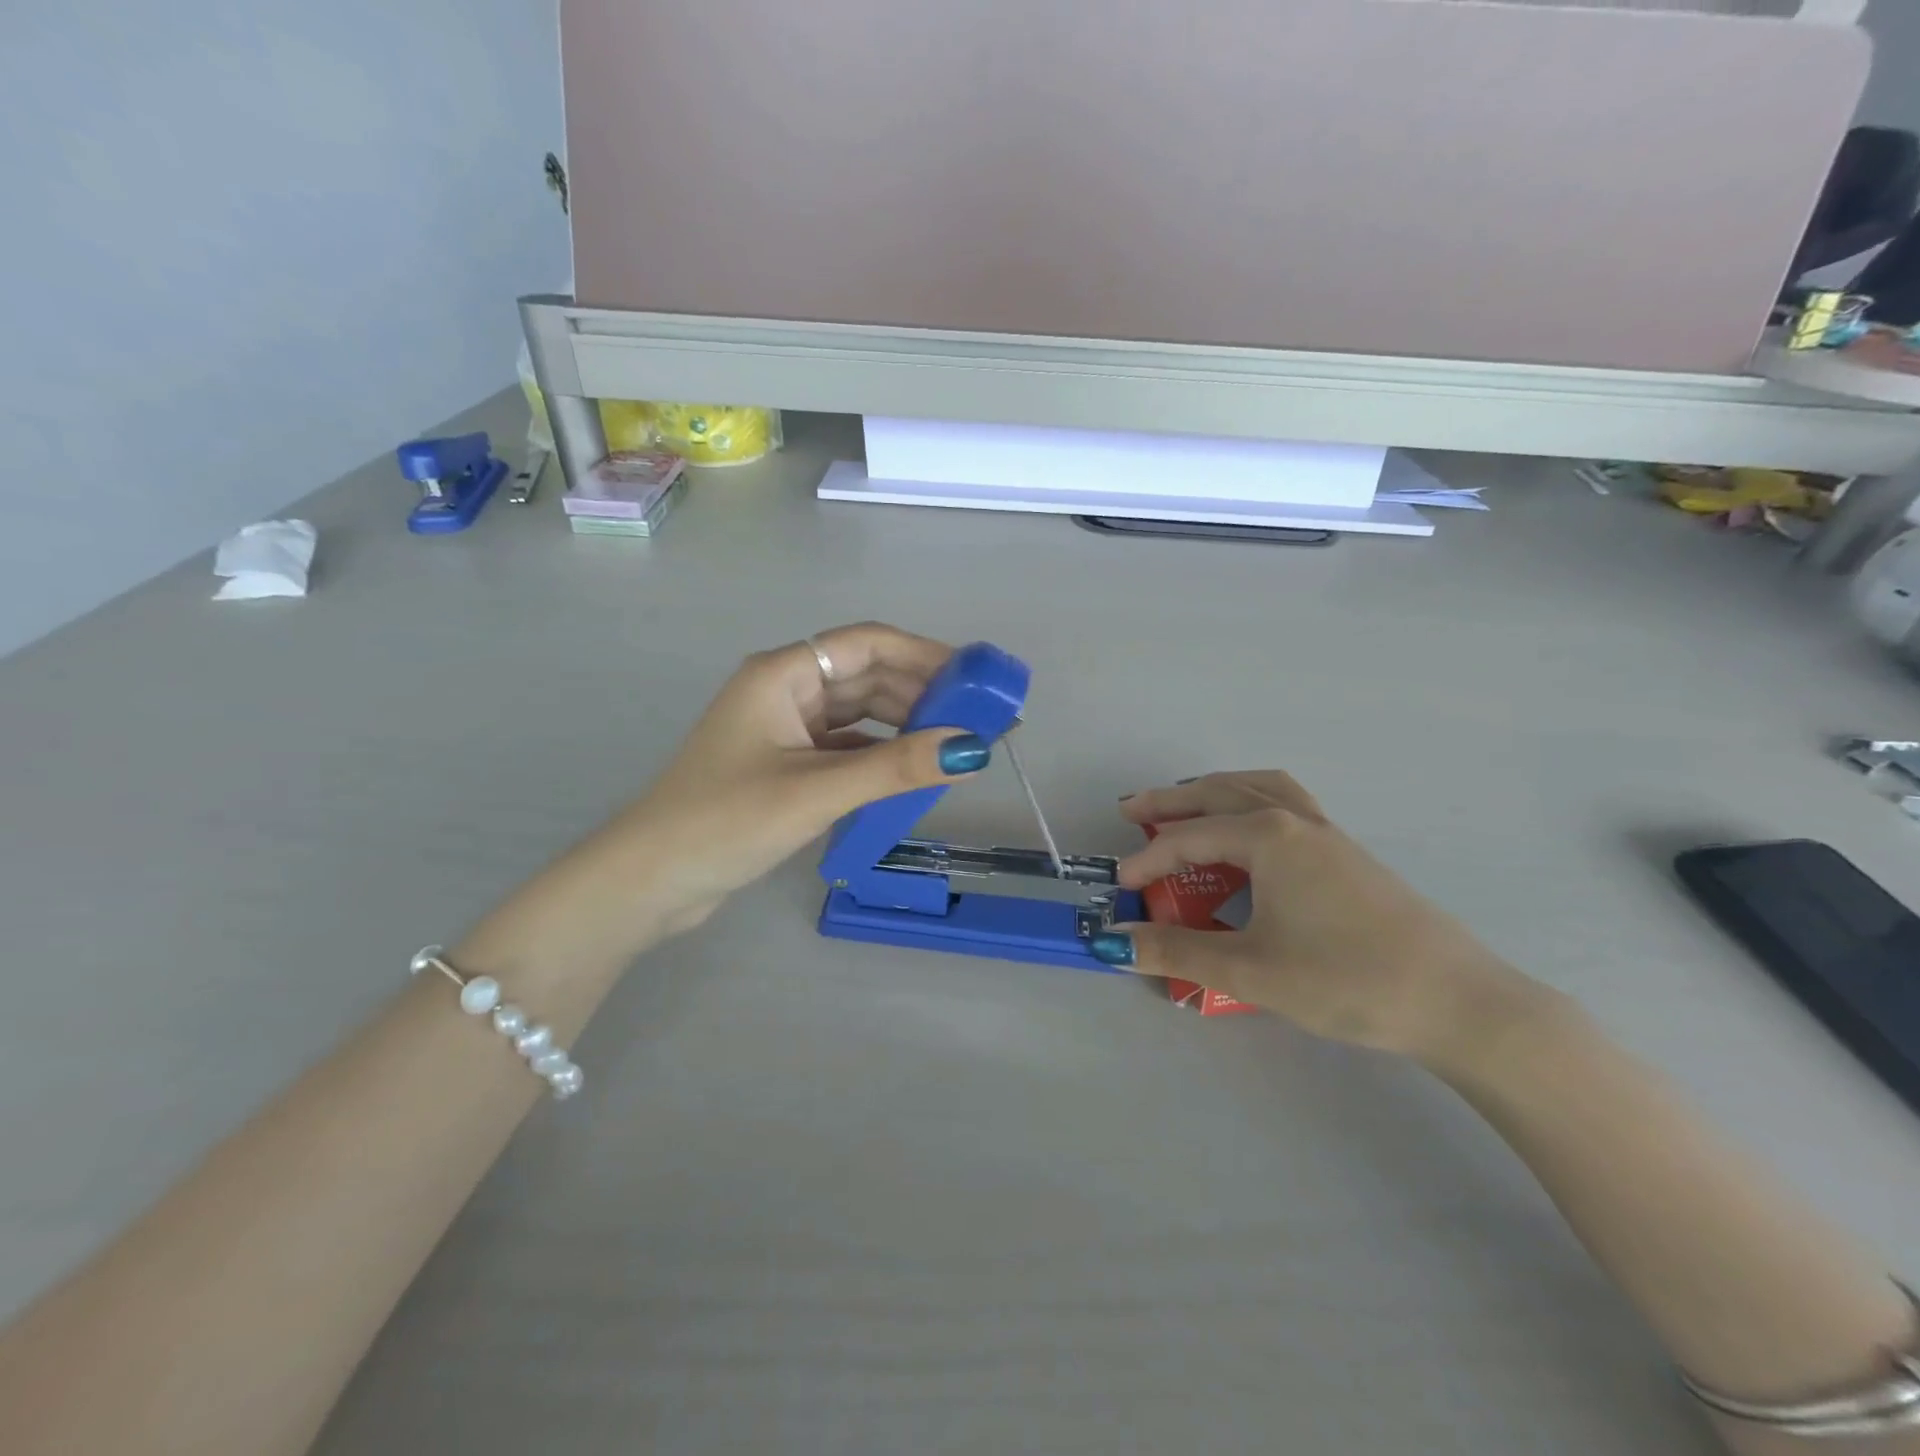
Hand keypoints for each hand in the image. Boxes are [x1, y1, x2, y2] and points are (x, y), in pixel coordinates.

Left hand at [605, 622, 991, 937]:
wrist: (649, 881)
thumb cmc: (725, 821)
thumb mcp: (816, 792)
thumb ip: (895, 768)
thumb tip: (973, 749)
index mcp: (783, 674)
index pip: (868, 644)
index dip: (926, 655)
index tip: (976, 678)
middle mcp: (785, 691)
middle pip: (867, 677)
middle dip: (922, 694)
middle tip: (978, 720)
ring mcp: (784, 729)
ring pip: (859, 714)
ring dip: (904, 726)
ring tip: (954, 747)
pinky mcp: (786, 765)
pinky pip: (847, 748)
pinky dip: (880, 756)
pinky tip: (912, 774)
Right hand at [1096, 772, 1536, 1065]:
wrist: (1458, 1001)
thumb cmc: (1347, 979)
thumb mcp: (1251, 971)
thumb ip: (1178, 954)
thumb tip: (1116, 944)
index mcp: (1268, 837)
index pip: (1188, 839)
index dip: (1147, 861)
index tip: (1120, 888)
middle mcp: (1295, 821)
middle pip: (1219, 794)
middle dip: (1171, 801)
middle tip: (1130, 808)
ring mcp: (1327, 833)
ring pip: (1259, 788)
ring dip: (1215, 791)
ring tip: (1187, 804)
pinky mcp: (1347, 853)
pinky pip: (1287, 804)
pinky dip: (1252, 800)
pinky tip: (1250, 834)